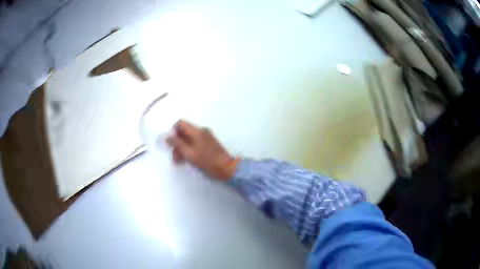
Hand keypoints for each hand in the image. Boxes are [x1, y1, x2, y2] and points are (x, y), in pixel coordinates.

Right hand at [166, 120, 238, 179]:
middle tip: (174, 157)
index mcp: (197, 131)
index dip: (172, 131)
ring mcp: (206, 138)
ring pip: (188, 139)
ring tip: (179, 162)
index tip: (169, 143)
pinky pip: (195, 144)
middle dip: (176, 143)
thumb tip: (167, 136)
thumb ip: (177, 144)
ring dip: (182, 149)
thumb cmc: (207, 162)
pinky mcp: (209, 145)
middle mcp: (202, 131)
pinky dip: (189, 151)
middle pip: (183, 132)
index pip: (180, 123)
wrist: (227, 169)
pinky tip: (186, 161)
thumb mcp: (189, 154)